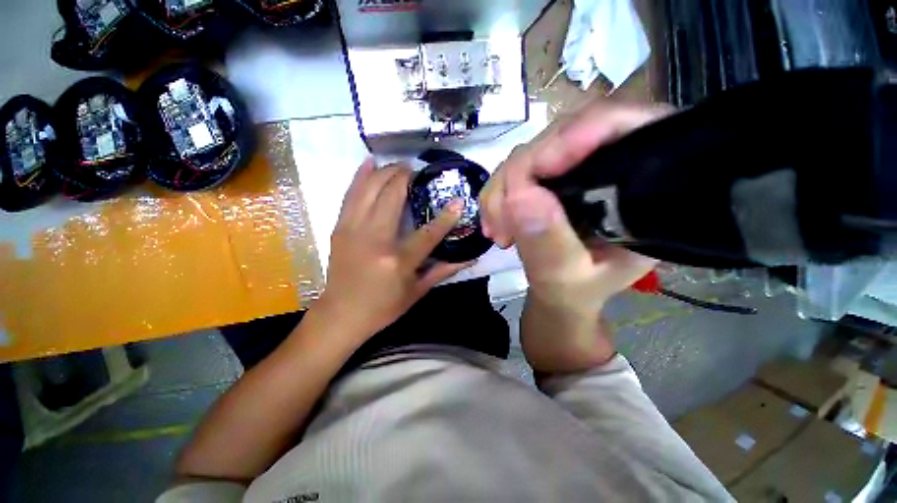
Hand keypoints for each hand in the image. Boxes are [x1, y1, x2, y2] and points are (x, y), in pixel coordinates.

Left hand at [315, 158, 473, 339]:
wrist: (341, 314)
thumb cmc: (383, 307)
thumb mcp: (417, 291)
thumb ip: (444, 270)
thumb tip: (471, 258)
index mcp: (397, 261)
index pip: (428, 233)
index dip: (446, 217)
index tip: (458, 200)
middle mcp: (374, 240)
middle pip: (392, 198)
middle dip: (407, 177)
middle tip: (419, 170)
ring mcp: (353, 231)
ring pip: (369, 190)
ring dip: (386, 172)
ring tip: (400, 164)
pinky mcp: (339, 228)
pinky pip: (350, 195)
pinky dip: (360, 176)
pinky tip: (370, 162)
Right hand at [481, 101, 671, 314]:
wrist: (562, 292)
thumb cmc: (577, 291)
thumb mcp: (567, 280)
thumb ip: (549, 246)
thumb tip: (519, 195)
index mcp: (643, 189)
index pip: (625, 127)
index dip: (580, 133)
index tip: (536, 169)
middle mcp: (612, 165)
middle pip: (563, 133)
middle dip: (520, 175)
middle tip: (501, 222)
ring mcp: (576, 166)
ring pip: (531, 150)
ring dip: (502, 189)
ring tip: (498, 231)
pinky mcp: (550, 174)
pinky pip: (515, 167)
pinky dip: (498, 193)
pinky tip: (495, 222)